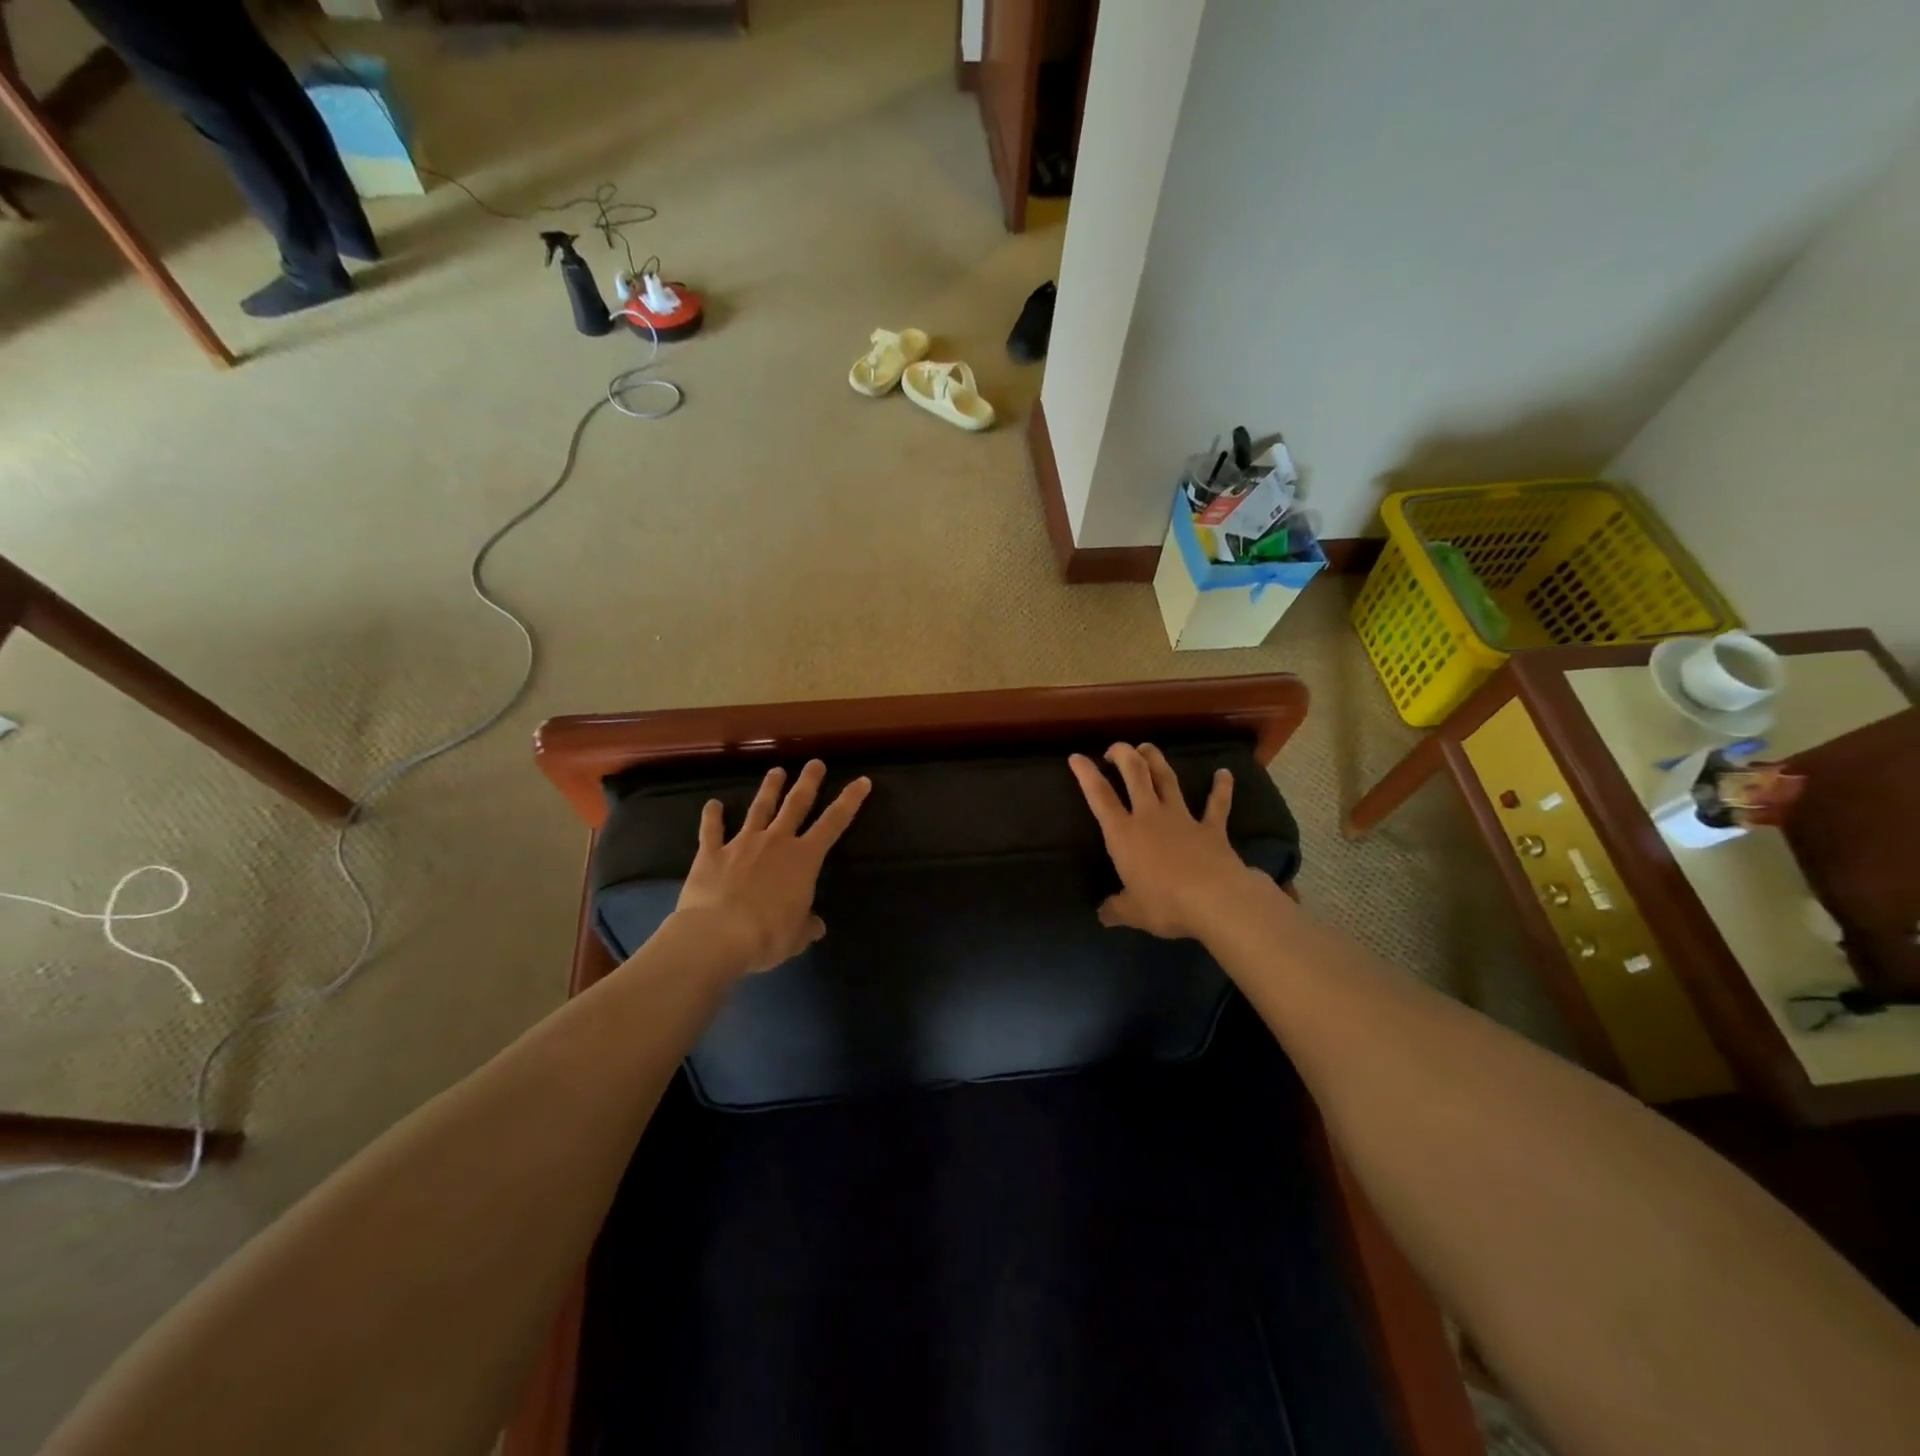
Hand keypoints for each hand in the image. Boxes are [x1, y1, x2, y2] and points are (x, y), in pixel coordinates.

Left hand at [674, 760, 871, 975]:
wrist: (718, 935)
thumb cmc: (768, 935)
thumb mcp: (797, 936)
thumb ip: (807, 926)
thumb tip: (815, 926)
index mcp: (804, 859)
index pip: (834, 823)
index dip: (850, 801)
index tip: (862, 781)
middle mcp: (776, 841)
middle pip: (796, 804)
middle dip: (808, 782)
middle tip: (815, 763)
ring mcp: (742, 843)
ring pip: (759, 809)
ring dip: (769, 789)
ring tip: (776, 771)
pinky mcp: (711, 853)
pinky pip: (712, 831)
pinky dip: (712, 817)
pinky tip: (712, 804)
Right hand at [1068, 743, 1263, 940]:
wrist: (1215, 900)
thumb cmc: (1165, 903)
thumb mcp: (1133, 912)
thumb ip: (1116, 909)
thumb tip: (1103, 914)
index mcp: (1124, 834)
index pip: (1100, 797)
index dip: (1086, 774)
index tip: (1076, 757)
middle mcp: (1150, 817)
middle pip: (1135, 774)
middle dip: (1123, 755)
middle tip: (1116, 748)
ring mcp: (1182, 818)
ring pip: (1167, 780)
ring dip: (1157, 761)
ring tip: (1148, 747)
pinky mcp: (1211, 828)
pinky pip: (1217, 805)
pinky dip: (1221, 788)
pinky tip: (1224, 774)